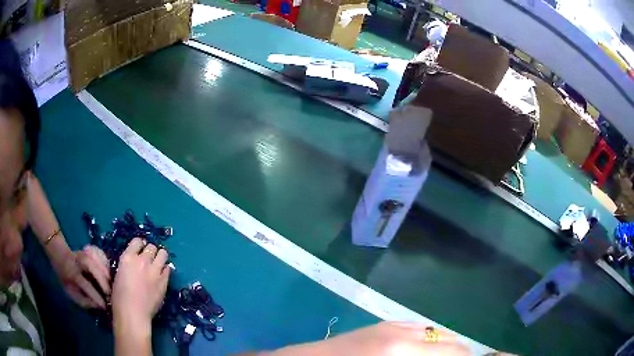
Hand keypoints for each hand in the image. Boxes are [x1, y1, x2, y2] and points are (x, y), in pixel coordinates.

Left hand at [54, 245, 110, 308]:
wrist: (61, 258)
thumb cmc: (67, 280)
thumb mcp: (71, 293)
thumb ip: (83, 301)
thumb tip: (98, 306)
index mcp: (71, 272)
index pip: (84, 283)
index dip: (94, 295)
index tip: (104, 306)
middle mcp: (77, 260)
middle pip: (89, 265)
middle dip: (101, 279)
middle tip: (109, 292)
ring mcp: (83, 252)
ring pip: (95, 256)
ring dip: (105, 269)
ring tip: (111, 282)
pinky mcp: (89, 248)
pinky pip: (99, 252)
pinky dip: (105, 260)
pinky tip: (108, 270)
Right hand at [112, 238, 170, 332]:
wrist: (133, 313)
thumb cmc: (120, 297)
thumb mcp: (119, 274)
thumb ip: (128, 265)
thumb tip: (134, 264)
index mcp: (127, 257)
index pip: (137, 241)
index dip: (139, 245)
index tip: (140, 250)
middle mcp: (142, 260)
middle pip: (151, 247)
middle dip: (151, 251)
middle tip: (150, 259)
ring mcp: (154, 270)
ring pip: (163, 254)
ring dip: (160, 257)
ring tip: (158, 263)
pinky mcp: (164, 281)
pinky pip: (168, 268)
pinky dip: (165, 270)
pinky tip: (161, 275)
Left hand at [268, 322, 468, 355]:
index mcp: (403, 352)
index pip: (457, 352)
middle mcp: (404, 334)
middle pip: (454, 342)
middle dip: (460, 355)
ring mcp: (394, 326)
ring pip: (439, 333)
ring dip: (446, 348)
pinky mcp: (385, 324)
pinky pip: (421, 328)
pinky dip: (431, 340)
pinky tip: (424, 352)